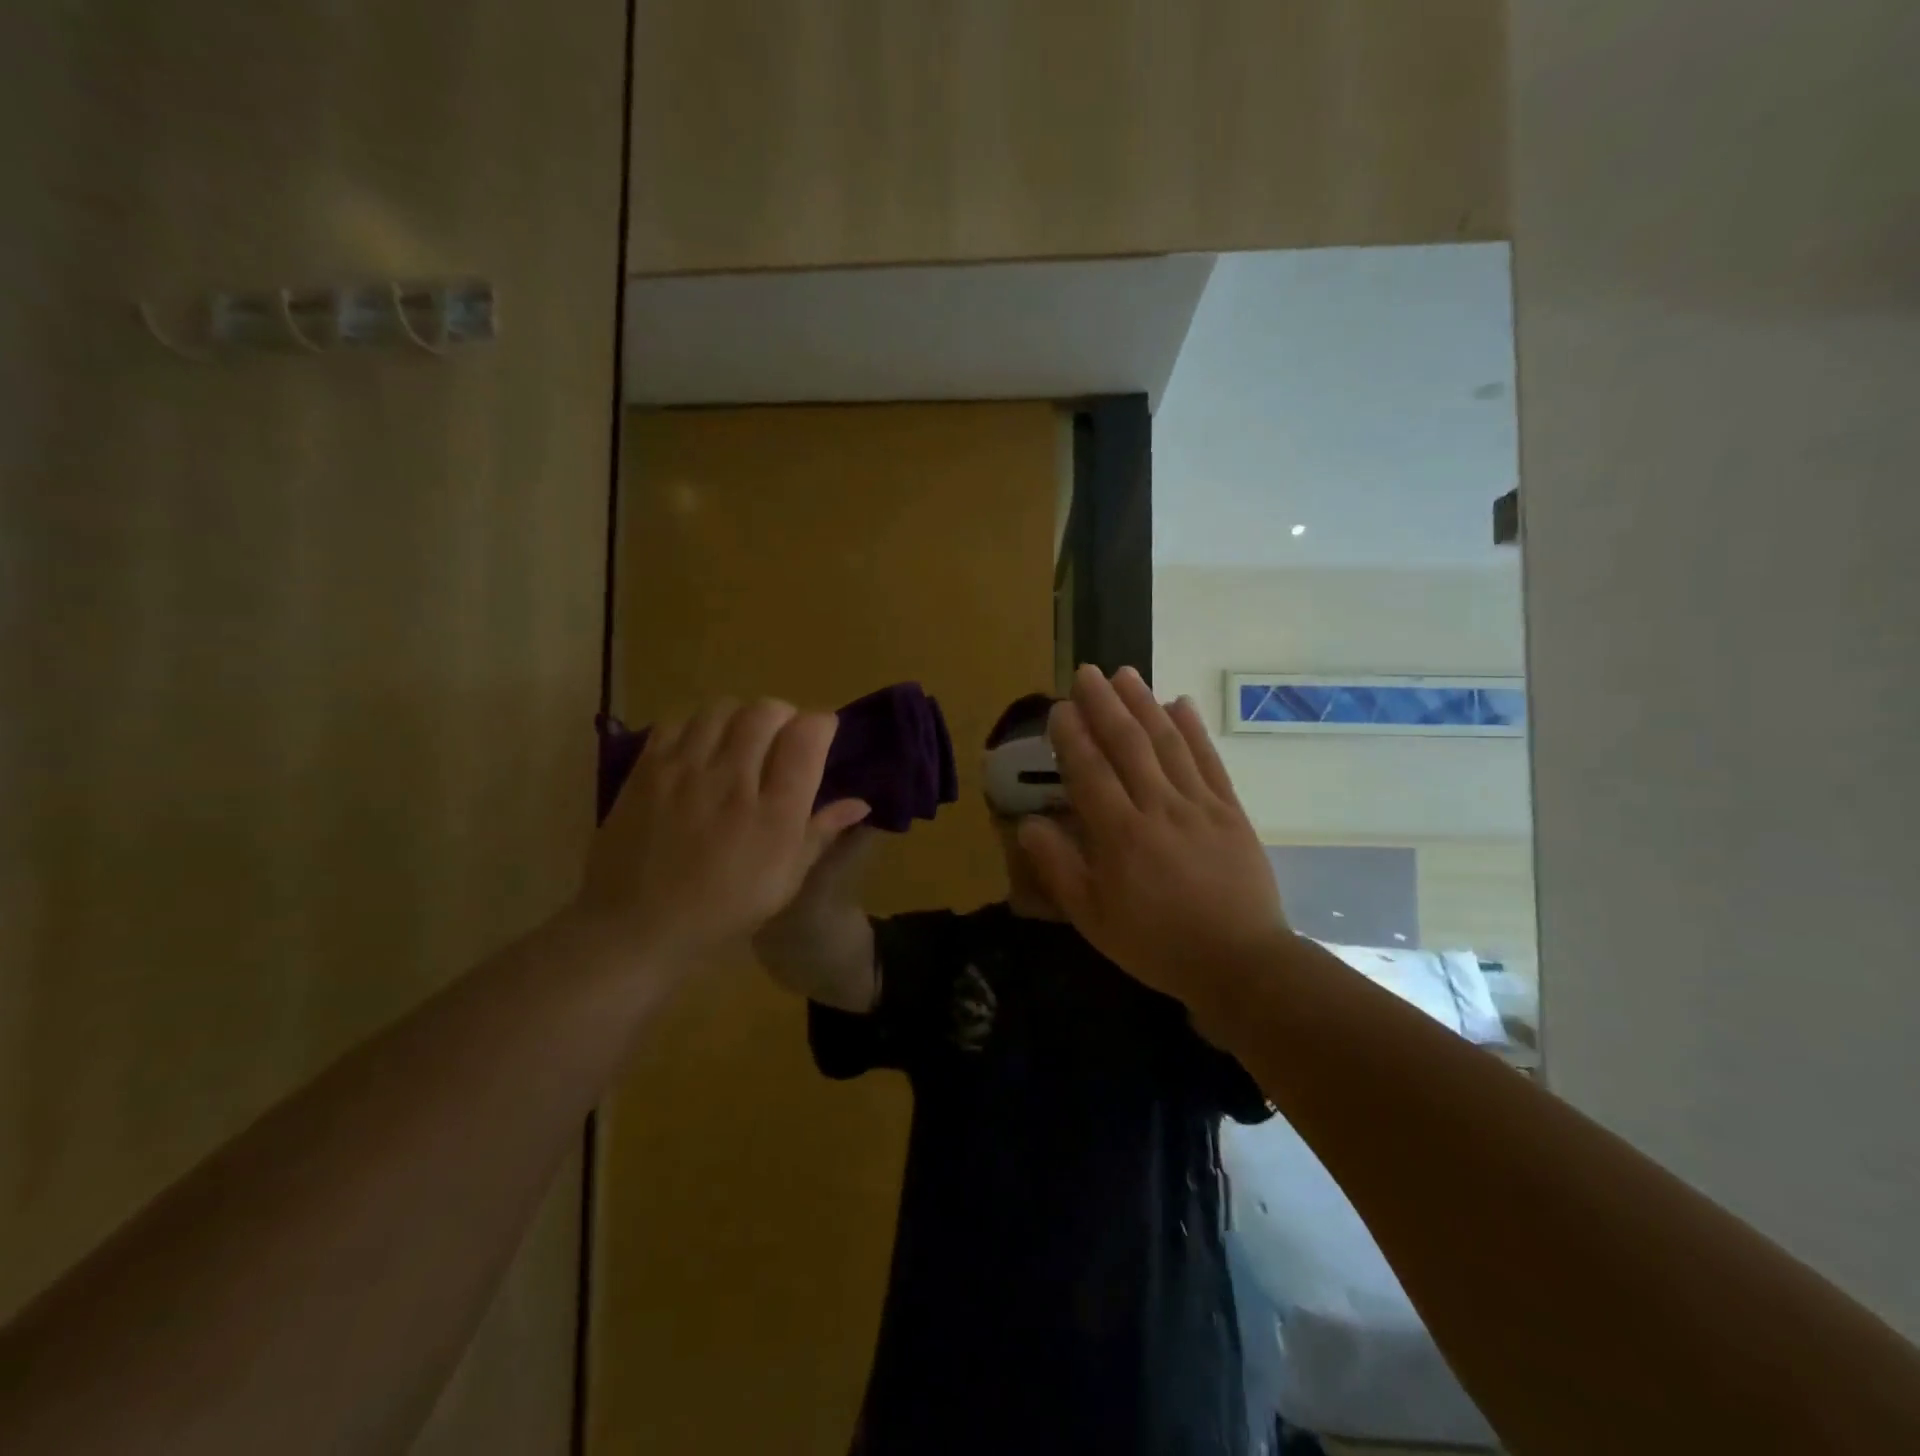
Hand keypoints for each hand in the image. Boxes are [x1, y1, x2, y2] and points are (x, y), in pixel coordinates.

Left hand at [578, 698, 870, 965]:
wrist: (636, 927)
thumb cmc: (722, 911)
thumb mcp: (784, 881)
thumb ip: (821, 833)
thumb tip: (860, 802)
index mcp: (773, 814)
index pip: (807, 737)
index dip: (822, 725)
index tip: (821, 736)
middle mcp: (731, 780)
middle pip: (766, 711)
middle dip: (783, 716)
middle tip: (781, 740)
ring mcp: (684, 770)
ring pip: (722, 708)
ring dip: (741, 717)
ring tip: (739, 742)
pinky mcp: (647, 769)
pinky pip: (679, 721)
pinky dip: (697, 727)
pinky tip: (699, 752)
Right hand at [1018, 666, 1288, 1007]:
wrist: (1239, 963)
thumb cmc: (1156, 944)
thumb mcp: (1093, 918)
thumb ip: (1059, 867)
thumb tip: (1029, 823)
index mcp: (1120, 836)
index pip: (1090, 771)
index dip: (1073, 736)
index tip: (1060, 707)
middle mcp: (1158, 809)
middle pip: (1128, 745)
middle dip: (1105, 704)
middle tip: (1087, 672)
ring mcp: (1199, 806)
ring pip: (1167, 743)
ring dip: (1144, 704)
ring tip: (1125, 674)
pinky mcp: (1230, 811)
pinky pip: (1208, 761)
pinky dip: (1193, 730)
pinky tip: (1179, 704)